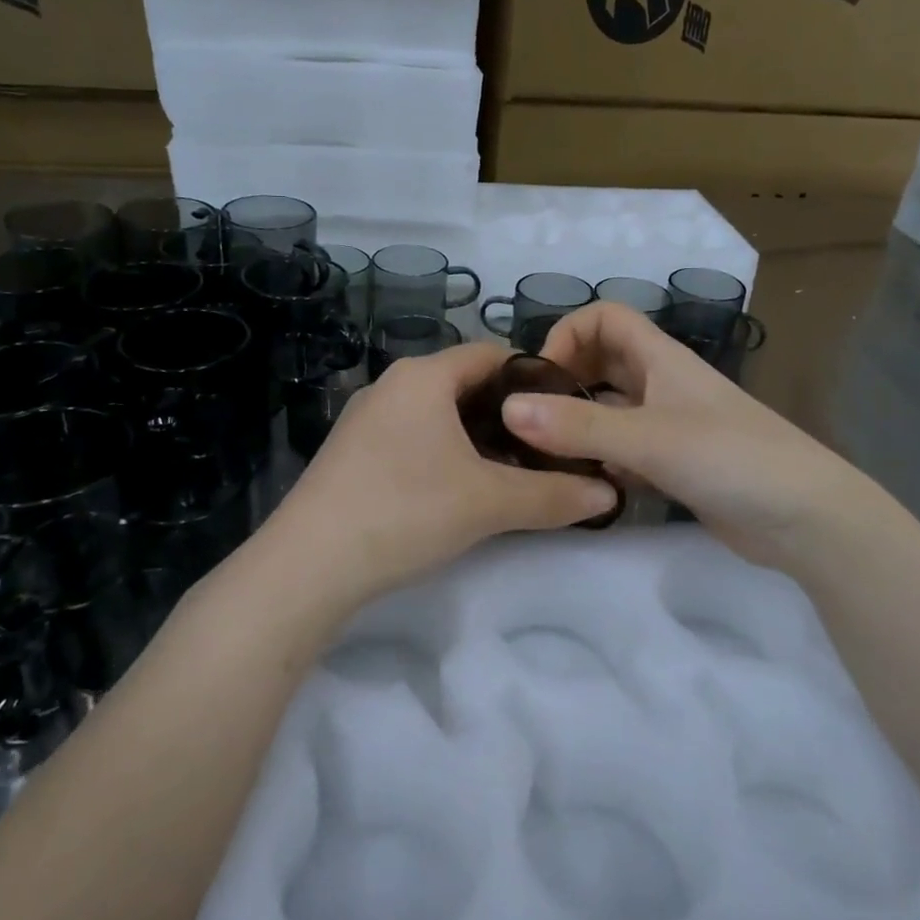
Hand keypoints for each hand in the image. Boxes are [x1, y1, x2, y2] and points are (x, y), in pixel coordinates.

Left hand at [261, 343, 620, 610]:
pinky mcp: (353, 452)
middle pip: (466, 384)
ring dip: (477, 437)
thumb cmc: (405, 511)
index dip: (535, 378)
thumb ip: (554, 495)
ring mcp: (367, 418)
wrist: (308, 565)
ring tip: (512, 471)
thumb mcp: (489, 503)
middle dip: (509, 413)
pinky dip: (445, 452)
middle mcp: (393, 384)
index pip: (493, 354)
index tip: (567, 412)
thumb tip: (610, 493)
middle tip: (548, 448)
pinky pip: (413, 436)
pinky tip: (459, 489)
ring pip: (439, 413)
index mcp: (424, 376)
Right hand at [503, 303, 844, 571]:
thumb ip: (580, 426)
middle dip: (565, 381)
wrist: (805, 518)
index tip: (541, 377)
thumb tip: (509, 408)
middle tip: (530, 420)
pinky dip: (599, 461)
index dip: (569, 333)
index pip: (606, 317)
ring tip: (542, 456)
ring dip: (578, 425)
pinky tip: (580, 486)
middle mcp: (662, 385)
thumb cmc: (732, 459)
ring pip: (610, 411)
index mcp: (661, 359)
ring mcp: (669, 426)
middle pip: (602, 363)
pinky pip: (623, 451)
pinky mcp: (674, 465)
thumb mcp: (650, 438)